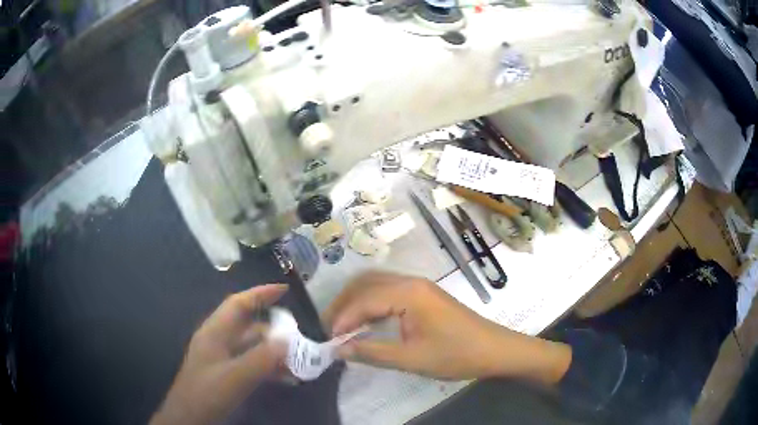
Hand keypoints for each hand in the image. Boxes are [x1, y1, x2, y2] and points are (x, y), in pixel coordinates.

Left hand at [151, 284, 287, 424]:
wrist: (190, 418)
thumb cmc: (207, 392)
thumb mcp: (235, 376)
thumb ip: (261, 358)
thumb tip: (288, 340)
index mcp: (215, 332)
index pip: (238, 304)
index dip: (260, 294)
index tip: (285, 289)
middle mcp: (219, 341)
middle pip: (249, 327)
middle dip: (275, 330)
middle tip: (301, 336)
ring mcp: (223, 359)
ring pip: (253, 348)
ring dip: (275, 353)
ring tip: (300, 361)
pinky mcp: (228, 375)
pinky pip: (253, 365)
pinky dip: (269, 368)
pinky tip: (287, 379)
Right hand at [324, 271, 570, 382]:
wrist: (494, 350)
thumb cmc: (456, 355)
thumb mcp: (412, 359)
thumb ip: (372, 352)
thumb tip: (339, 349)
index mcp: (409, 293)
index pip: (364, 300)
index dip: (343, 319)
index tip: (329, 340)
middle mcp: (411, 281)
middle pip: (366, 284)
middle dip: (343, 304)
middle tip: (329, 328)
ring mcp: (419, 286)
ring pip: (376, 284)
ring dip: (355, 301)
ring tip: (341, 325)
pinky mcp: (423, 295)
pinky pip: (388, 291)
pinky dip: (370, 303)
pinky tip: (365, 321)